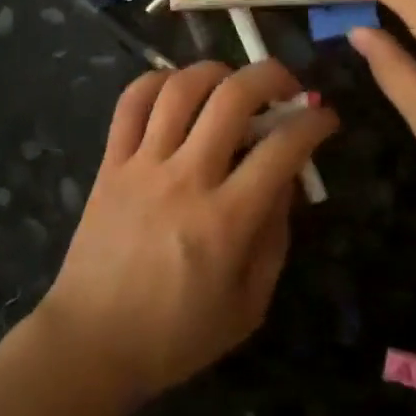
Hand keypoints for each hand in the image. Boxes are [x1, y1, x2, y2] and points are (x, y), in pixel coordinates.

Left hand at [37, 60, 337, 405]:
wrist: (91, 344)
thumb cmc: (176, 336)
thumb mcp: (248, 305)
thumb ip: (275, 238)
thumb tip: (287, 180)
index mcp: (226, 221)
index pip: (283, 149)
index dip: (314, 123)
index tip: (325, 118)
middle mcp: (186, 179)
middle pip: (233, 97)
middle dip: (272, 75)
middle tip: (287, 86)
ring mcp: (143, 165)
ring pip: (181, 88)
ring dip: (216, 71)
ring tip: (232, 83)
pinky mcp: (110, 162)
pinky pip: (130, 103)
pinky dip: (156, 81)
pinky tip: (177, 89)